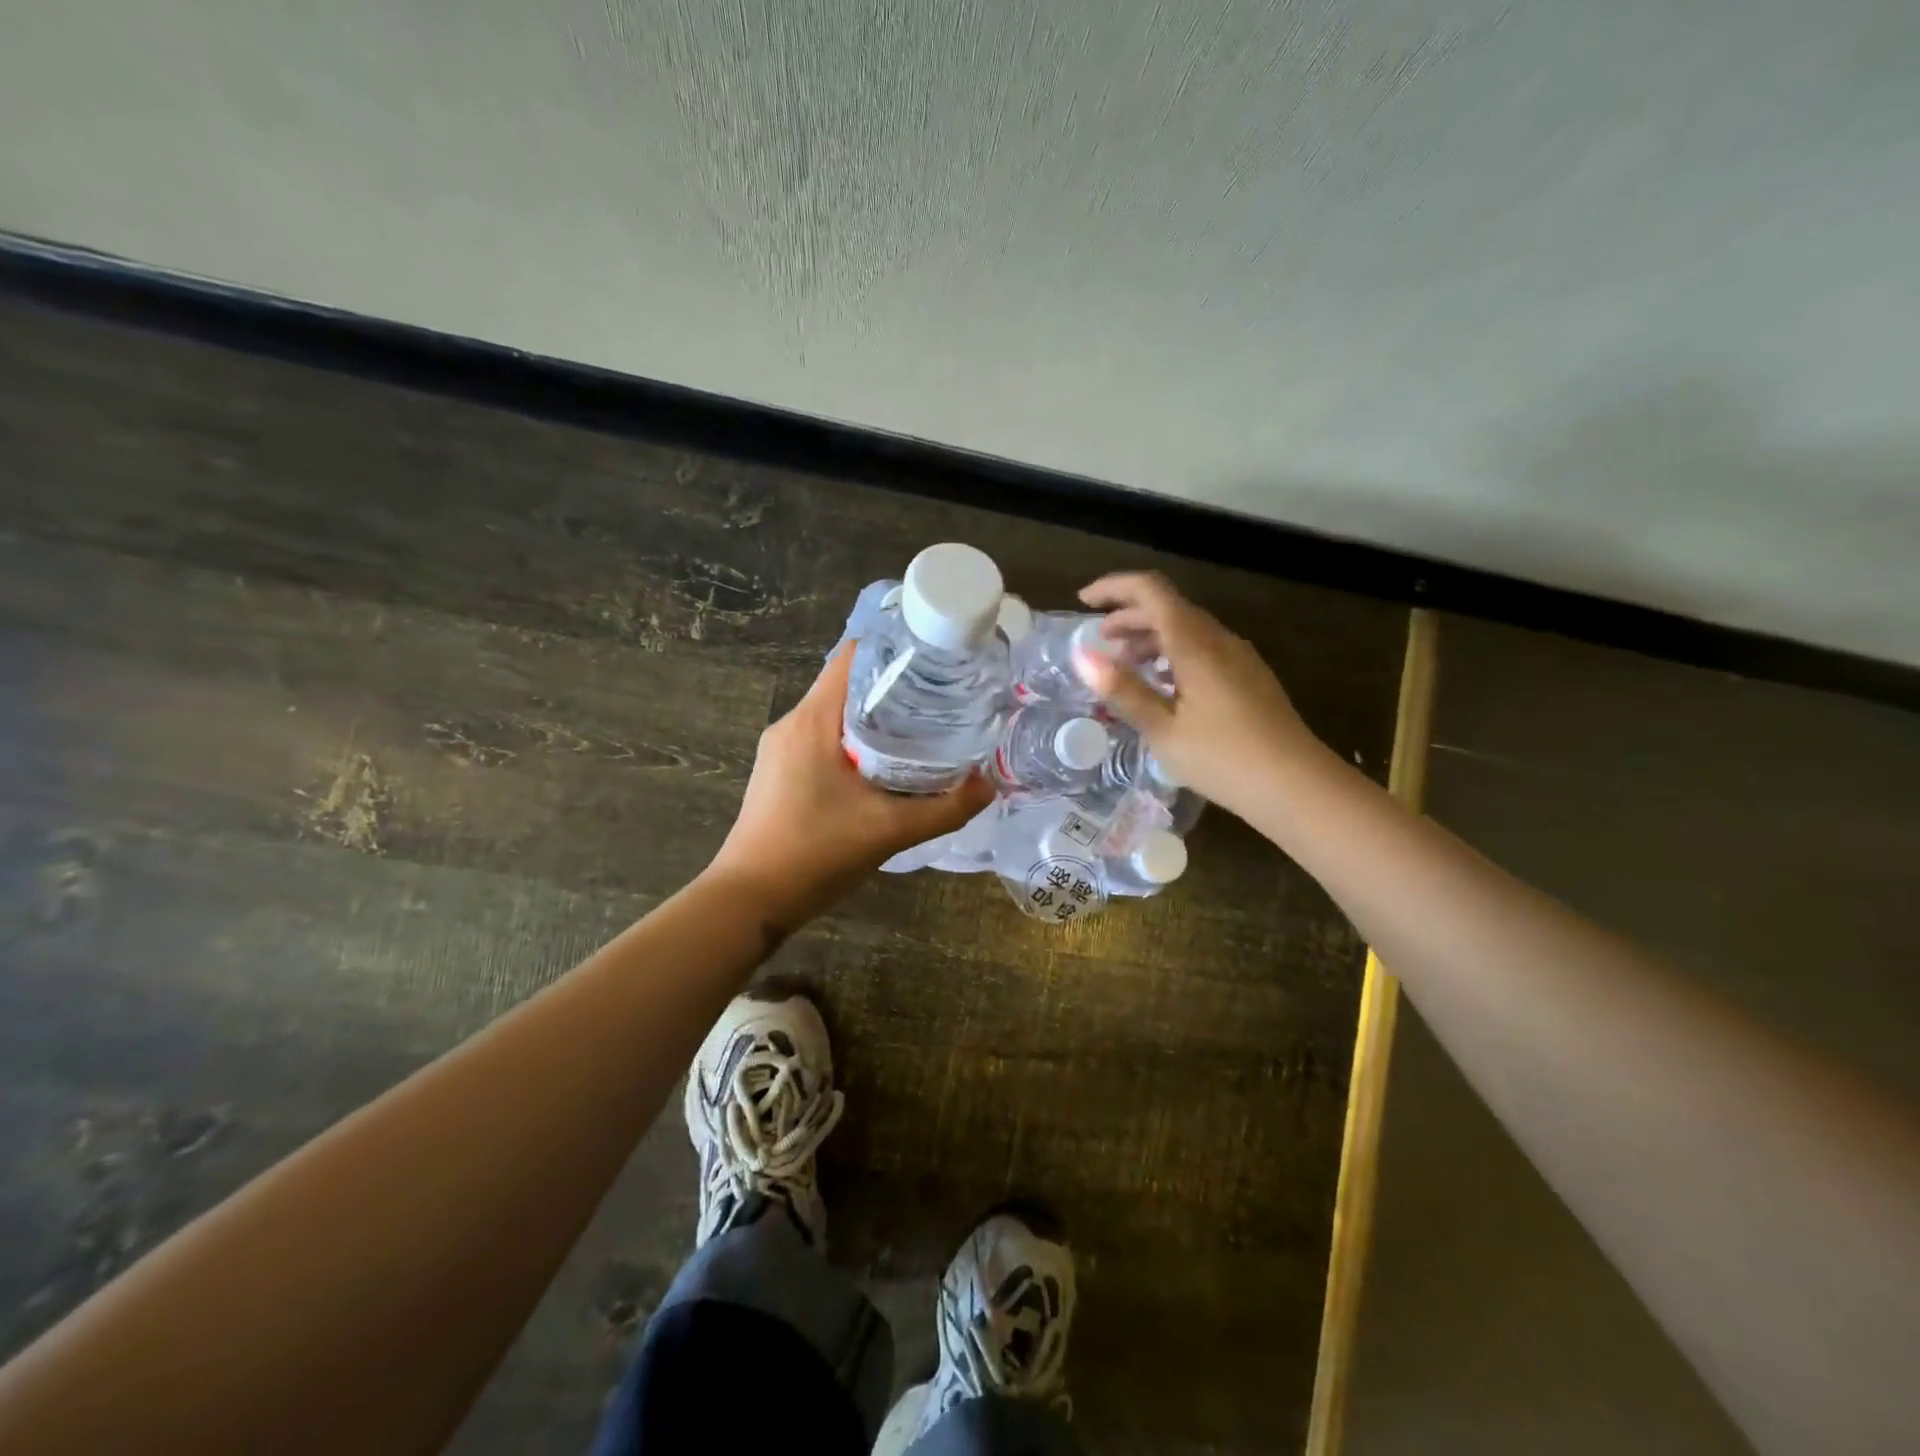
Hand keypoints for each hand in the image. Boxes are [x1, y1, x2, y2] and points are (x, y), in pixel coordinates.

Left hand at [708, 645, 992, 928]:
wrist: (750, 900)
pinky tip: (884, 765)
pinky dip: (855, 740)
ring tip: (921, 727)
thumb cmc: (815, 854)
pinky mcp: (779, 772)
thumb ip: (945, 808)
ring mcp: (781, 749)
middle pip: (847, 683)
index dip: (895, 648)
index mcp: (813, 720)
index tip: (935, 658)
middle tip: (941, 696)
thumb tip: (989, 785)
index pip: (852, 656)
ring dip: (874, 715)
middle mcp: (793, 723)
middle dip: (893, 685)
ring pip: (836, 713)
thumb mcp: (889, 831)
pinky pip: (823, 739)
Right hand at [1074, 572, 1324, 818]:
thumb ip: (1124, 690)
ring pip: (1188, 628)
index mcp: (1195, 645)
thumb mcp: (1163, 729)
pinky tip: (1164, 685)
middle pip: (1169, 607)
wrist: (1297, 786)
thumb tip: (1083, 656)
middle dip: (1129, 616)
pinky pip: (1204, 648)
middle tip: (1100, 640)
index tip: (1083, 602)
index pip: (1151, 591)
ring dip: (1151, 636)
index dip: (1114, 588)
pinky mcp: (1249, 677)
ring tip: (1126, 665)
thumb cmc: (1223, 759)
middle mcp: (1219, 640)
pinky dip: (1173, 653)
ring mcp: (1239, 658)